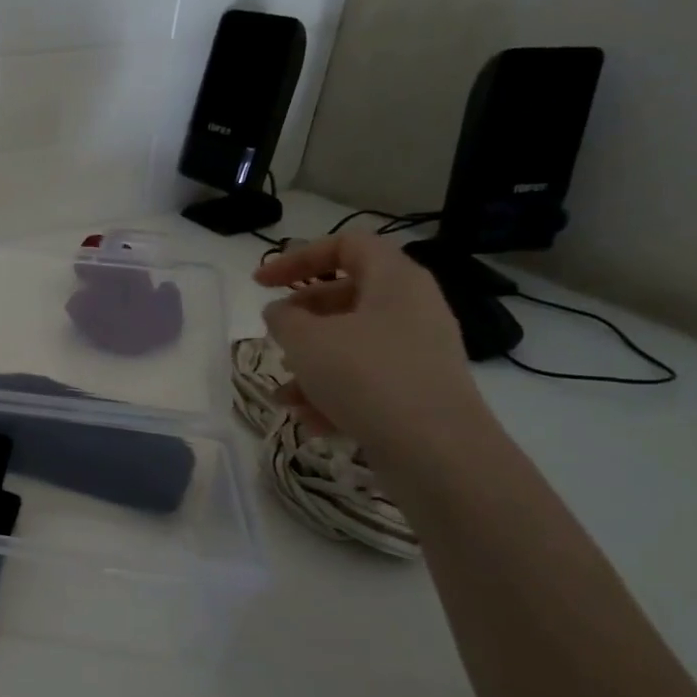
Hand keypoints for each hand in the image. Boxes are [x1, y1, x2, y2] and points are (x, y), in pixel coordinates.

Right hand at [253, 235, 489, 455]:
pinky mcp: (419, 391)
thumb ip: (282, 318)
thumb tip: (280, 312)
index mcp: (394, 279)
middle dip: (302, 316)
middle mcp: (413, 308)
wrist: (436, 451)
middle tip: (272, 334)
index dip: (297, 257)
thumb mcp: (306, 341)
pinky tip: (311, 420)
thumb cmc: (366, 376)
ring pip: (352, 343)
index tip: (260, 283)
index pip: (346, 245)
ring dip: (311, 363)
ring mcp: (419, 351)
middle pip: (347, 294)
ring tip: (284, 394)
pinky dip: (334, 393)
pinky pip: (367, 379)